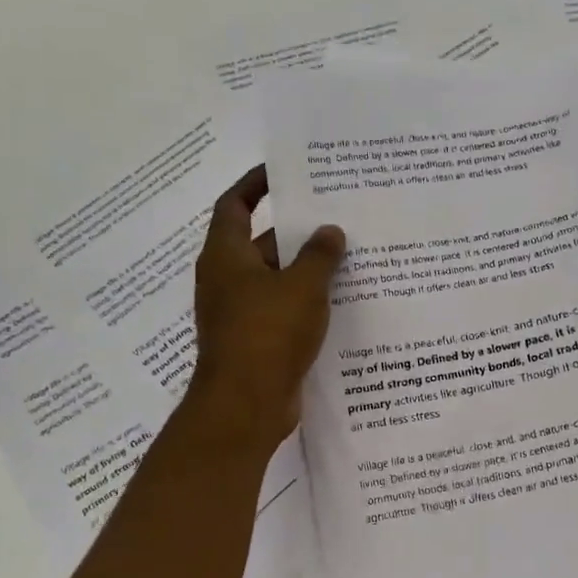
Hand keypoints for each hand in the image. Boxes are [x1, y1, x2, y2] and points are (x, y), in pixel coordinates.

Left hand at [189, 166, 346, 445]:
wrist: (245, 406)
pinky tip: (342, 301)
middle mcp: (228, 279)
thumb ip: (320, 255)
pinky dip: (306, 302)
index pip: (235, 205)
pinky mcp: (256, 340)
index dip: (255, 184)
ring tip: (350, 255)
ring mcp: (240, 313)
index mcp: (227, 255)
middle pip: (262, 242)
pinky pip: (283, 310)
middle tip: (338, 216)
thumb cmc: (268, 333)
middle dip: (297, 231)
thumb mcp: (302, 287)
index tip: (284, 172)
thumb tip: (330, 231)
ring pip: (277, 279)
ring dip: (306, 269)